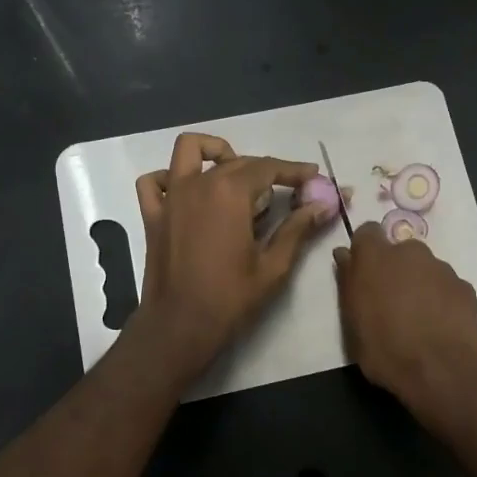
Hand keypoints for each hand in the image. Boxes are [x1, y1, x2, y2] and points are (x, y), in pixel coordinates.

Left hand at [130, 133, 333, 375]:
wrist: (179, 326)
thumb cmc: (230, 298)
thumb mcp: (273, 265)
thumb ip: (297, 228)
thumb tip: (323, 205)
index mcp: (230, 192)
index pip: (268, 167)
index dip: (294, 171)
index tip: (313, 176)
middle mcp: (198, 184)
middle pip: (238, 160)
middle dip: (266, 170)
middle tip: (287, 193)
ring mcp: (171, 197)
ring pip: (190, 151)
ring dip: (214, 153)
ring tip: (234, 176)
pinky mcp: (153, 215)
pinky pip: (154, 181)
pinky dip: (169, 178)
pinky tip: (188, 193)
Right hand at [333, 221, 476, 403]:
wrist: (440, 371)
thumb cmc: (385, 349)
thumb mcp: (352, 321)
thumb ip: (348, 282)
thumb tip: (344, 255)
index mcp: (376, 257)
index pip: (367, 232)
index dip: (365, 250)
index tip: (364, 272)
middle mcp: (411, 253)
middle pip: (400, 251)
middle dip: (395, 269)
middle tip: (391, 301)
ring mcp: (442, 268)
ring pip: (426, 268)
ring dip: (420, 284)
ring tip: (419, 317)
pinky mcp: (465, 287)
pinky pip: (447, 286)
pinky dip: (442, 299)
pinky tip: (440, 325)